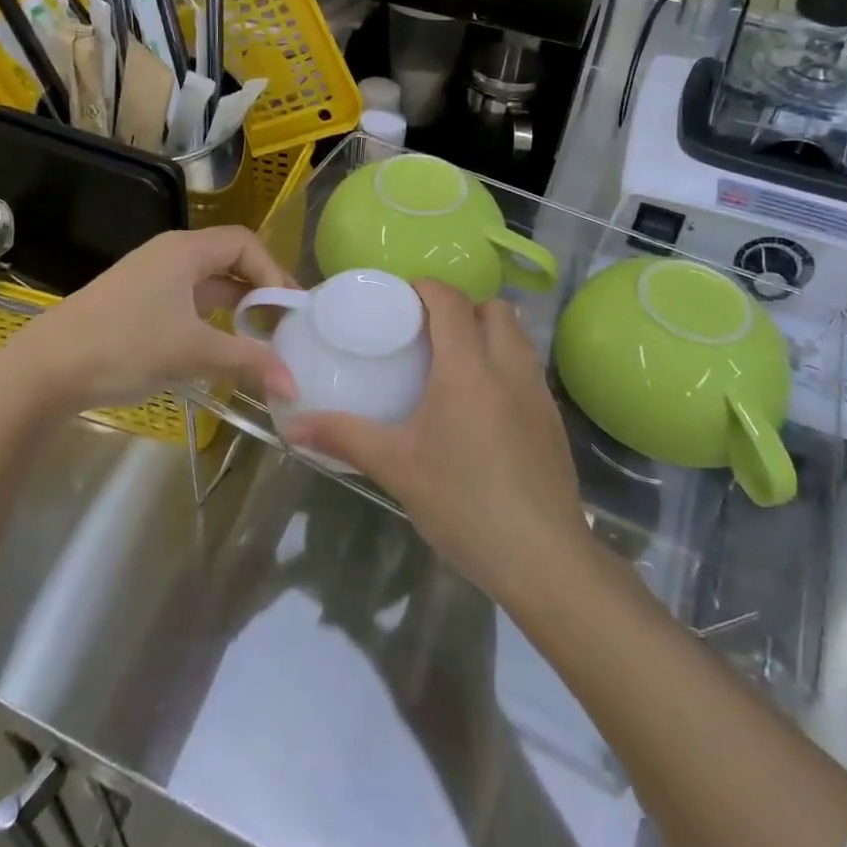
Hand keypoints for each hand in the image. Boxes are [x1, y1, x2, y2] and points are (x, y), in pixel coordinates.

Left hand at [0, 227, 298, 421]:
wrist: (45, 369)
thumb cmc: (126, 346)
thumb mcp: (193, 353)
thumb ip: (248, 362)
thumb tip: (294, 385)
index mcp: (186, 250)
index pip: (246, 244)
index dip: (274, 272)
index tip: (290, 310)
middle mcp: (170, 254)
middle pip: (229, 259)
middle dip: (260, 289)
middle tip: (284, 323)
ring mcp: (150, 277)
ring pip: (208, 283)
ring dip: (236, 306)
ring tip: (260, 337)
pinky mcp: (136, 302)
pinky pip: (188, 299)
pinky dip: (211, 318)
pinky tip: (219, 346)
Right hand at [282, 281, 589, 602]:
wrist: (543, 559)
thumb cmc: (463, 503)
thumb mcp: (396, 467)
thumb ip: (344, 437)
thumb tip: (293, 425)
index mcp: (468, 368)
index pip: (452, 301)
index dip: (427, 287)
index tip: (401, 297)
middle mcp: (509, 367)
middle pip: (494, 308)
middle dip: (462, 306)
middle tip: (428, 331)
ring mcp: (538, 393)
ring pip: (518, 336)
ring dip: (489, 332)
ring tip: (455, 362)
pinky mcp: (553, 421)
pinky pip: (528, 369)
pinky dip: (506, 363)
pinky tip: (484, 404)